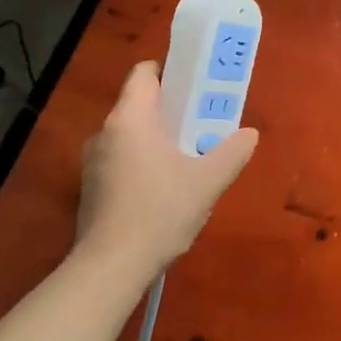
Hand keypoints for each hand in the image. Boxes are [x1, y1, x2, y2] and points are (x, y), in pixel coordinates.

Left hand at [74, 62, 257, 282]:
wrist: (110, 268)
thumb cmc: (159, 212)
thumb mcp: (208, 182)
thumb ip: (232, 153)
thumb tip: (249, 135)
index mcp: (130, 118)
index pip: (145, 73)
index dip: (171, 71)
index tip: (196, 86)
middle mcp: (106, 131)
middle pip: (140, 104)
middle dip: (172, 109)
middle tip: (203, 123)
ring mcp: (93, 161)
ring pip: (131, 134)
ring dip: (158, 138)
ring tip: (189, 157)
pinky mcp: (92, 188)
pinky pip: (122, 159)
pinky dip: (143, 162)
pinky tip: (165, 189)